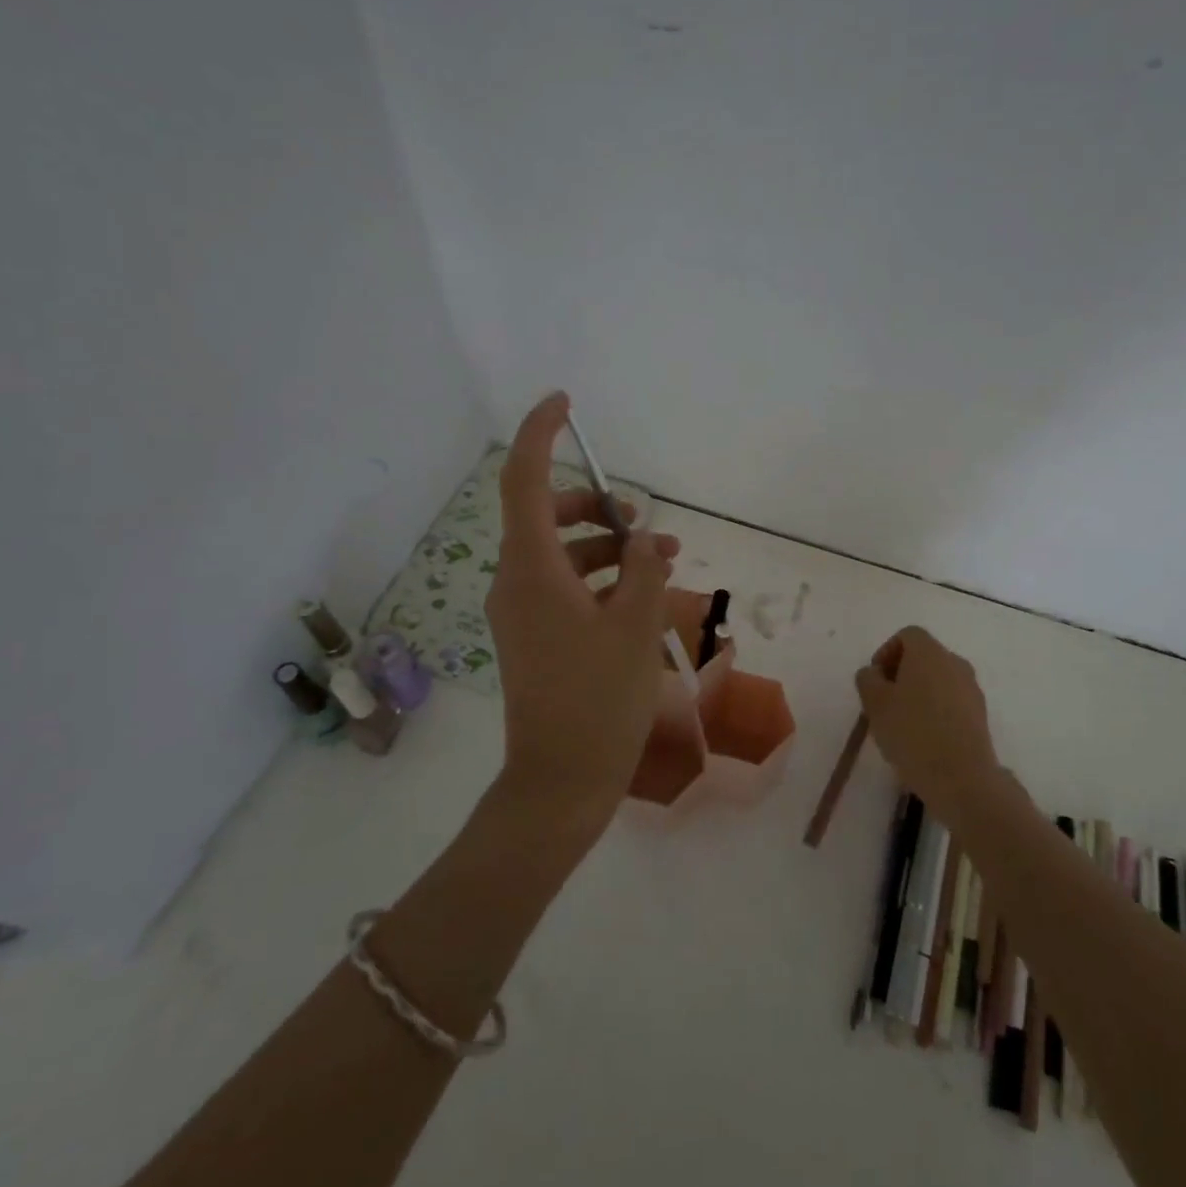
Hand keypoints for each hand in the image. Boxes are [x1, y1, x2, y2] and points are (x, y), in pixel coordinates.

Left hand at [486, 391, 679, 818]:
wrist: (561, 782)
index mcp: (531, 571)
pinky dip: (603, 580)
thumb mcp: (635, 627)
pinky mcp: (537, 637)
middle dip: (599, 508)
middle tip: (644, 519)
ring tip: (667, 560)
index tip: (564, 404)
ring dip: (612, 549)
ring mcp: (524, 613)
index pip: (525, 482)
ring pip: (564, 555)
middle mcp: (518, 583)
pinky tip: (645, 594)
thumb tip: (645, 538)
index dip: (541, 435)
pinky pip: (568, 588)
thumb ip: (644, 569)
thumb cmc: (599, 701)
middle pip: (549, 517)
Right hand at [854, 626, 1001, 818]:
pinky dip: (935, 710)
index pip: (907, 635)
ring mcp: (971, 689)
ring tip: (902, 723)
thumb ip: (868, 679)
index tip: (875, 680)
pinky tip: (923, 738)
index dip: (886, 652)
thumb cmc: (912, 733)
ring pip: (938, 680)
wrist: (962, 778)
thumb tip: (874, 673)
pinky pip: (951, 701)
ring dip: (918, 692)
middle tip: (884, 701)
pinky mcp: (980, 715)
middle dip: (901, 673)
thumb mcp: (875, 704)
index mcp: (929, 652)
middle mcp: (955, 663)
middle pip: (924, 656)